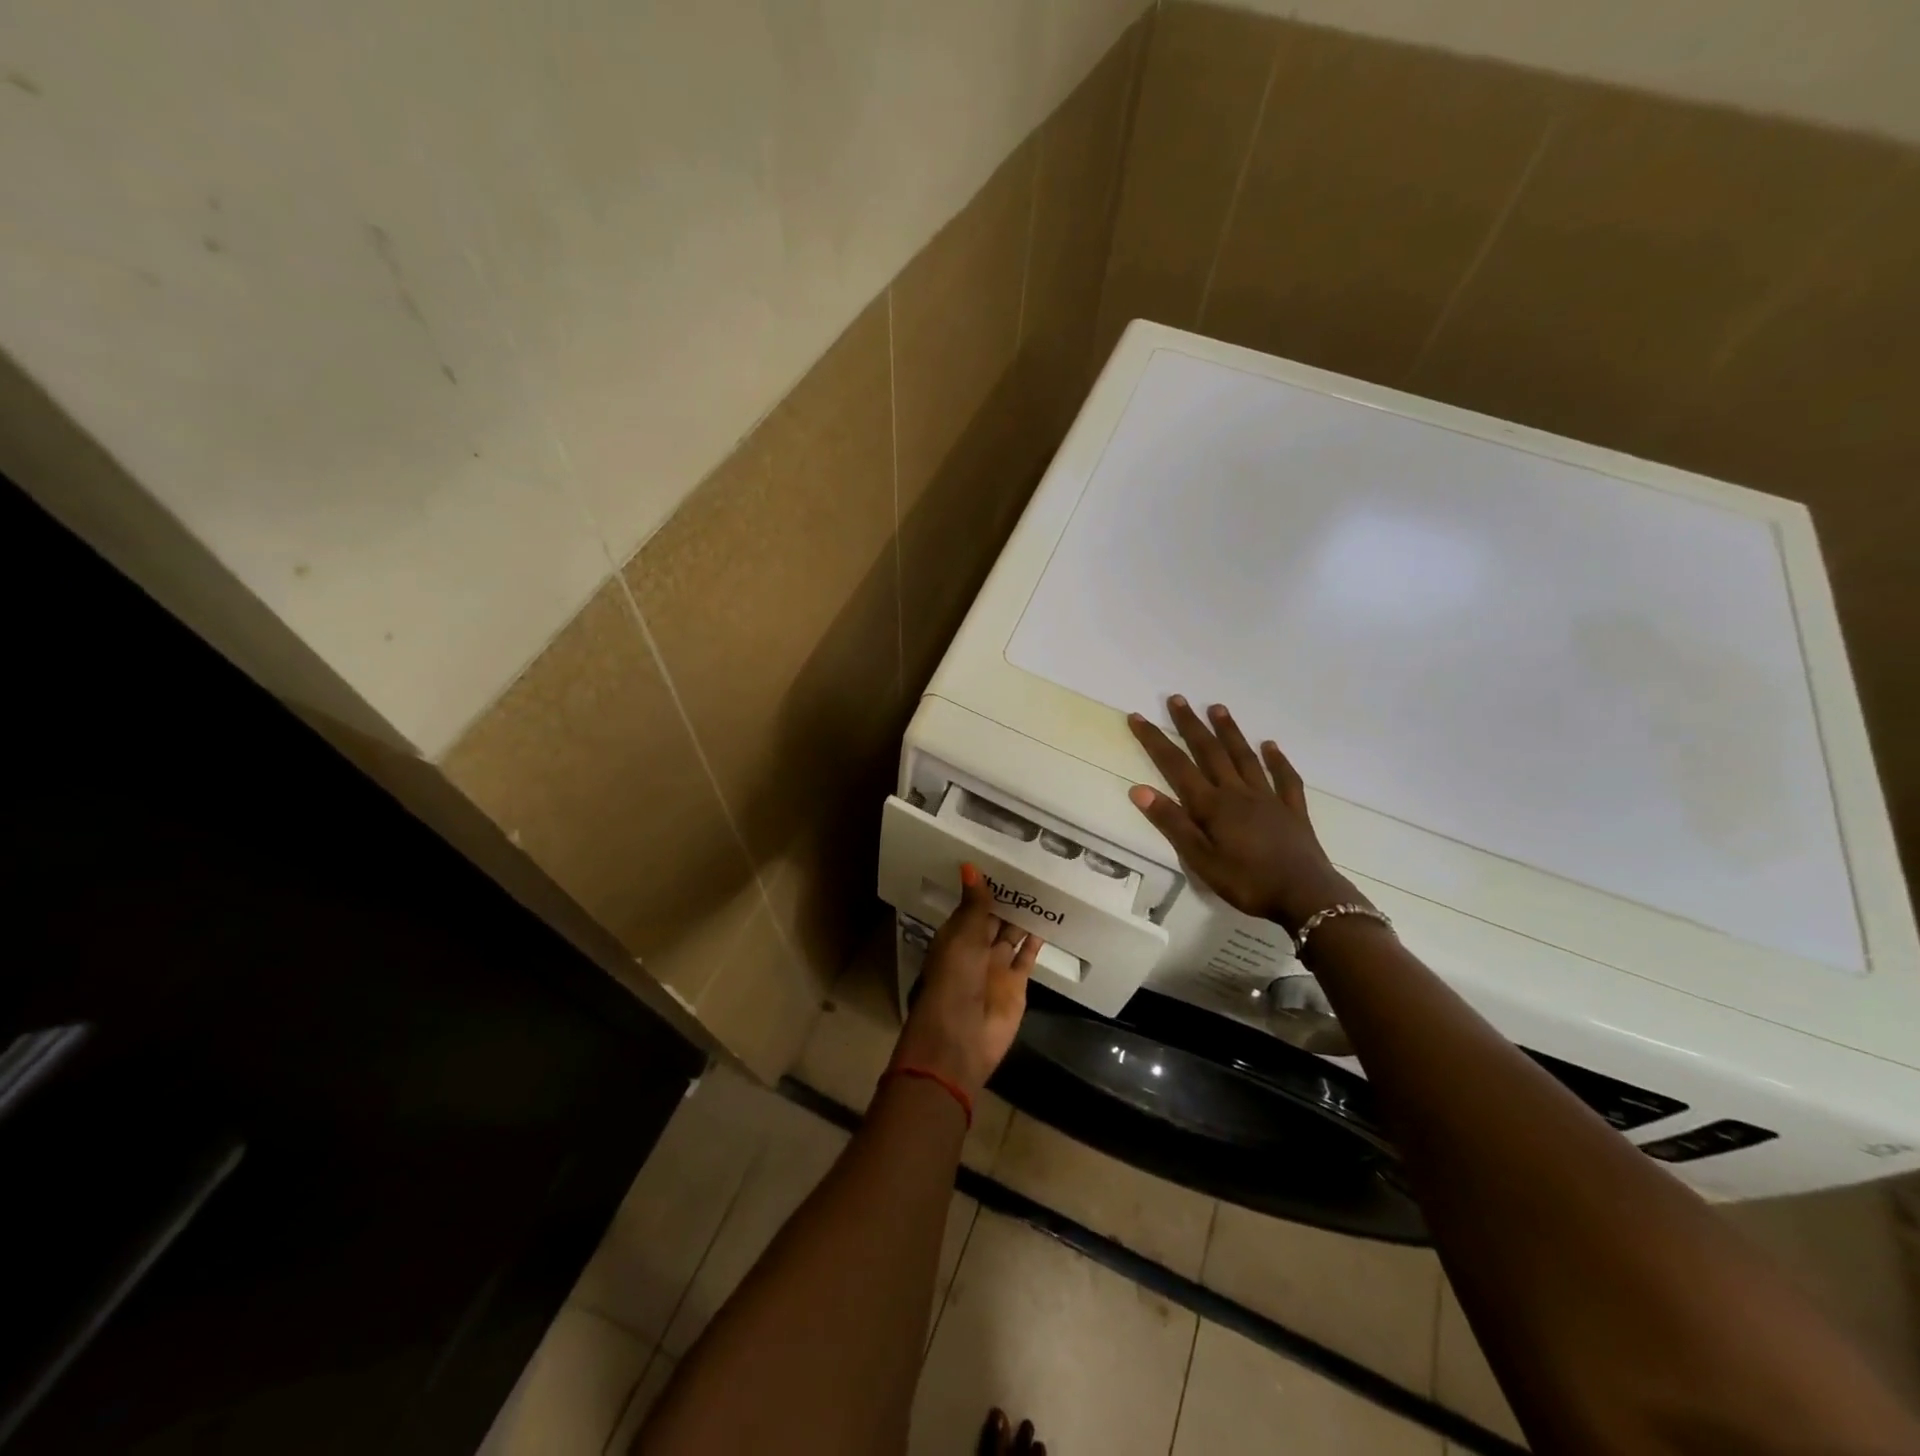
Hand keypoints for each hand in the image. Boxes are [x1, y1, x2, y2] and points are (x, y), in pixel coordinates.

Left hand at [891, 865, 1041, 1100]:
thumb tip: (970, 865)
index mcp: (955, 936)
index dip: (985, 887)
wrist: (961, 1037)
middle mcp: (976, 949)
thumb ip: (974, 903)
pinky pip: (1028, 956)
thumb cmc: (953, 979)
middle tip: (1030, 867)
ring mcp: (997, 967)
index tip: (1002, 860)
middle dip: (1008, 899)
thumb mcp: (962, 936)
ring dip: (1023, 917)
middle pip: (994, 919)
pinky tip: (1048, 919)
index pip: (972, 906)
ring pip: (1012, 935)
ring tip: (1044, 888)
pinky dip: (1037, 941)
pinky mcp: (1017, 983)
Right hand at [1127, 697, 1362, 934]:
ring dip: (1230, 732)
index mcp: (1212, 805)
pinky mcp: (1292, 810)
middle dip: (1191, 725)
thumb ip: (1171, 823)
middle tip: (1178, 699)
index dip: (1155, 741)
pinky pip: (1285, 778)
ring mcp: (1268, 798)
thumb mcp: (1199, 859)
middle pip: (1210, 752)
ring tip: (1218, 708)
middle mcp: (1237, 793)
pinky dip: (1277, 760)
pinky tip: (1271, 746)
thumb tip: (1138, 789)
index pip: (1176, 766)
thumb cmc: (1246, 881)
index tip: (1138, 717)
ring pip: (1244, 757)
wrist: (1306, 896)